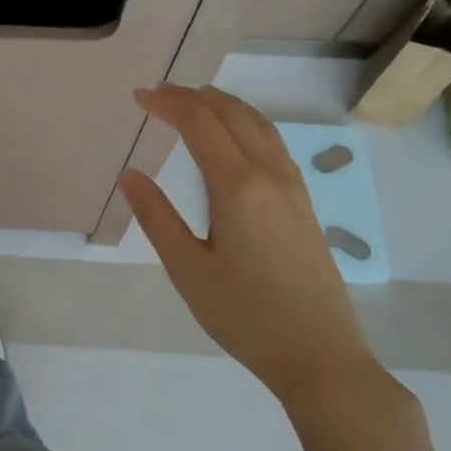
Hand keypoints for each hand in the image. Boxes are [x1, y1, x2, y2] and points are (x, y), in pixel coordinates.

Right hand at [118, 85, 383, 404]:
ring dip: (225, 106)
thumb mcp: (188, 269)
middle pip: (233, 115)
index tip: (139, 97)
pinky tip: (235, 140)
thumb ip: (157, 217)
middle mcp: (270, 176)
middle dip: (194, 96)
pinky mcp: (304, 206)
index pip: (200, 124)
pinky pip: (273, 145)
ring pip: (260, 126)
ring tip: (195, 102)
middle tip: (159, 94)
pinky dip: (246, 125)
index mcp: (237, 187)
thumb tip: (130, 175)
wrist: (320, 356)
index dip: (168, 104)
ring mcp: (294, 189)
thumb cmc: (244, 315)